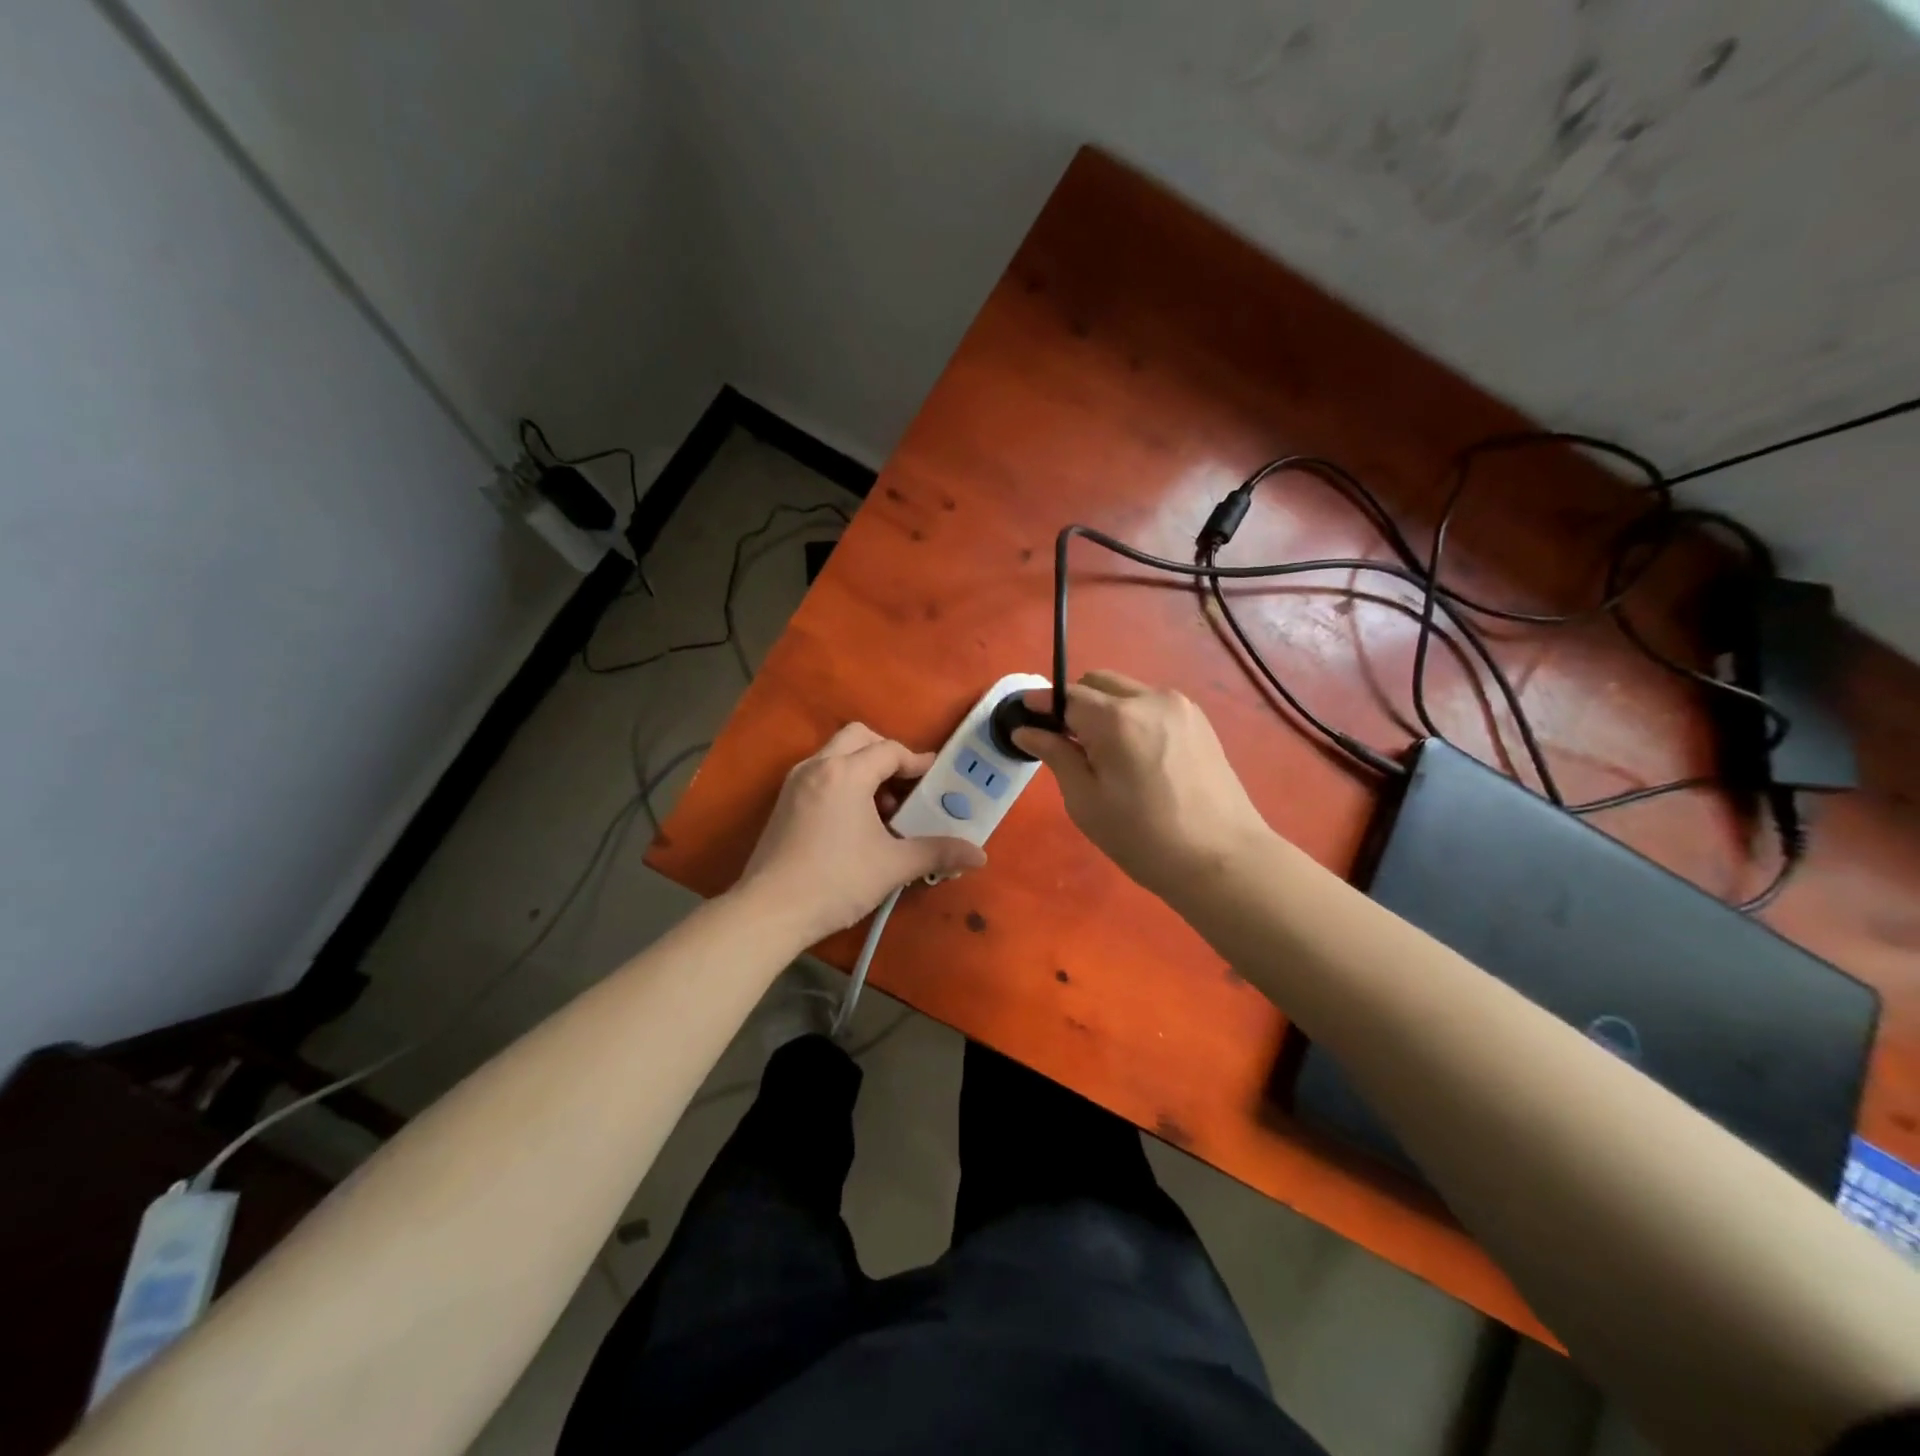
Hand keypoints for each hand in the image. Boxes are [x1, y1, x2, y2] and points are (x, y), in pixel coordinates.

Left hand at [737, 723, 986, 942]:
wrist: (769, 911)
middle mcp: (818, 766)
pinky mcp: (783, 802)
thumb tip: (980, 856)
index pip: (890, 750)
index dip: (917, 762)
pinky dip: (842, 781)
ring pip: (835, 754)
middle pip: (859, 737)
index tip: (935, 779)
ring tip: (882, 808)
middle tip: (905, 785)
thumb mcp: (893, 865)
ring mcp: (795, 782)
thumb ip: (937, 852)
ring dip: (863, 768)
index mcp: (846, 772)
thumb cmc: (836, 881)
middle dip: (886, 754)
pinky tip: (854, 820)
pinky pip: (820, 773)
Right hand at [1013, 671, 1270, 900]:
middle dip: (1074, 704)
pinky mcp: (1199, 720)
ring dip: (1105, 710)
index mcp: (1117, 719)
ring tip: (1104, 754)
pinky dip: (1132, 718)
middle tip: (1066, 744)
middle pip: (1097, 683)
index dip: (1041, 703)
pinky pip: (1151, 705)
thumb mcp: (1086, 802)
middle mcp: (1150, 699)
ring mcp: (1180, 706)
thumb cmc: (1143, 838)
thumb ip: (1056, 755)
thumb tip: (1026, 730)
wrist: (1222, 859)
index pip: (1067, 695)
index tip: (1022, 715)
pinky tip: (1136, 757)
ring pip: (1126, 692)